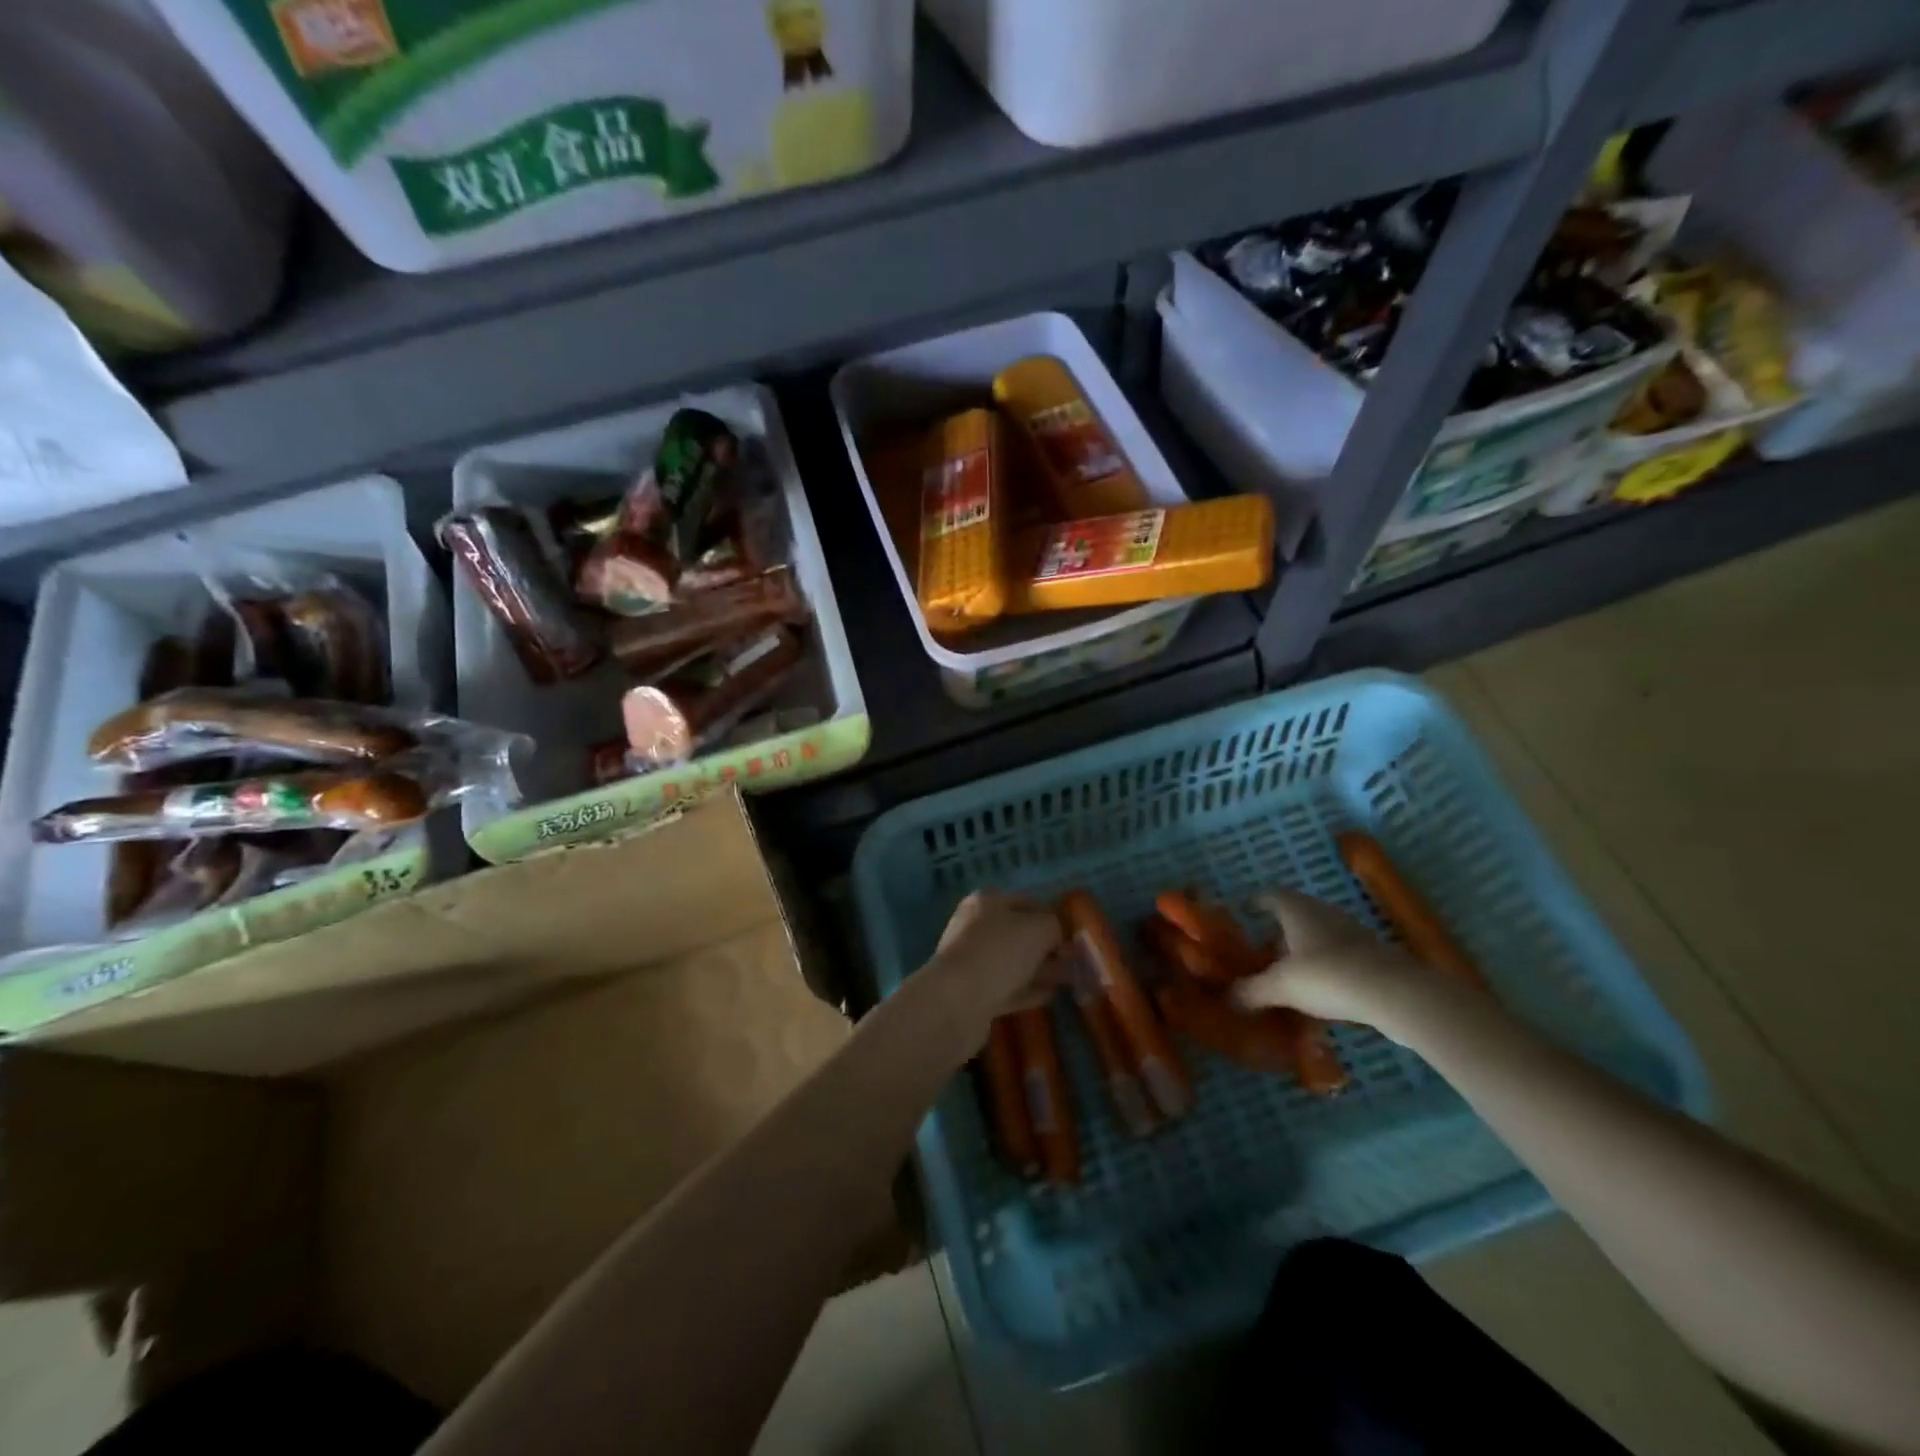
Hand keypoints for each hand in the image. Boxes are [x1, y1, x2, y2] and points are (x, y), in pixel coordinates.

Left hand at [930, 891, 1064, 1020]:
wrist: (957, 1002)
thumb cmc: (999, 952)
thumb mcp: (1039, 928)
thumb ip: (1053, 926)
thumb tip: (1055, 936)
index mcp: (986, 902)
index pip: (1026, 903)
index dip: (1051, 916)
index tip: (1073, 935)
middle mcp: (975, 927)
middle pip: (1019, 934)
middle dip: (1047, 947)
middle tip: (1074, 961)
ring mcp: (972, 961)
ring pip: (1014, 962)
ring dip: (1040, 970)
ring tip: (1069, 980)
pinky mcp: (973, 993)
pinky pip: (1007, 988)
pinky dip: (1028, 991)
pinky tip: (1049, 996)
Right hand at [1232, 888, 1461, 1043]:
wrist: (1395, 993)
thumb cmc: (1326, 976)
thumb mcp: (1280, 986)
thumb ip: (1251, 990)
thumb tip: (1227, 997)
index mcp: (1297, 910)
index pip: (1271, 895)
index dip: (1257, 901)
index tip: (1246, 909)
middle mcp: (1324, 913)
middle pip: (1297, 914)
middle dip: (1280, 930)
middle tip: (1264, 949)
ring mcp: (1353, 932)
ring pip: (1321, 934)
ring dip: (1305, 949)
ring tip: (1292, 973)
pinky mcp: (1374, 955)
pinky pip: (1341, 954)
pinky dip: (1328, 966)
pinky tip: (1323, 990)